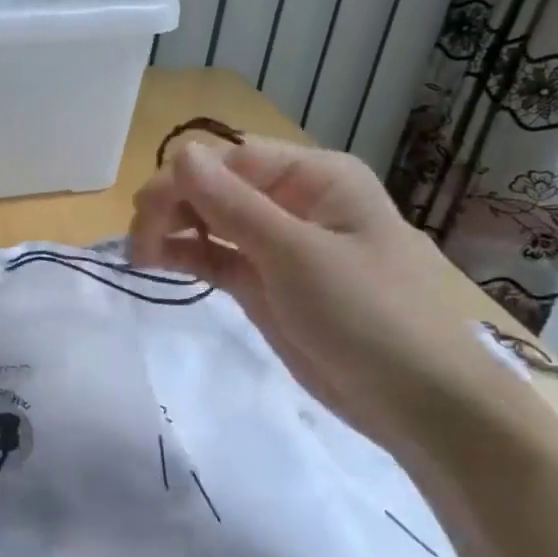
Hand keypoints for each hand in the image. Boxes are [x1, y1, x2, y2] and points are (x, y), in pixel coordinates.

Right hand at [129, 137, 509, 459]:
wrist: (418, 403)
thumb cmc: (369, 315)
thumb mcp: (297, 255)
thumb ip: (233, 205)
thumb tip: (180, 153)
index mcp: (314, 177)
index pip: (231, 158)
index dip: (183, 179)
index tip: (144, 214)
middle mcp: (293, 200)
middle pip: (215, 185)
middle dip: (173, 205)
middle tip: (138, 243)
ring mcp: (276, 243)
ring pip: (209, 219)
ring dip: (172, 230)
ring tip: (141, 257)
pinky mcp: (264, 282)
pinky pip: (215, 255)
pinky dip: (186, 255)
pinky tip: (156, 263)